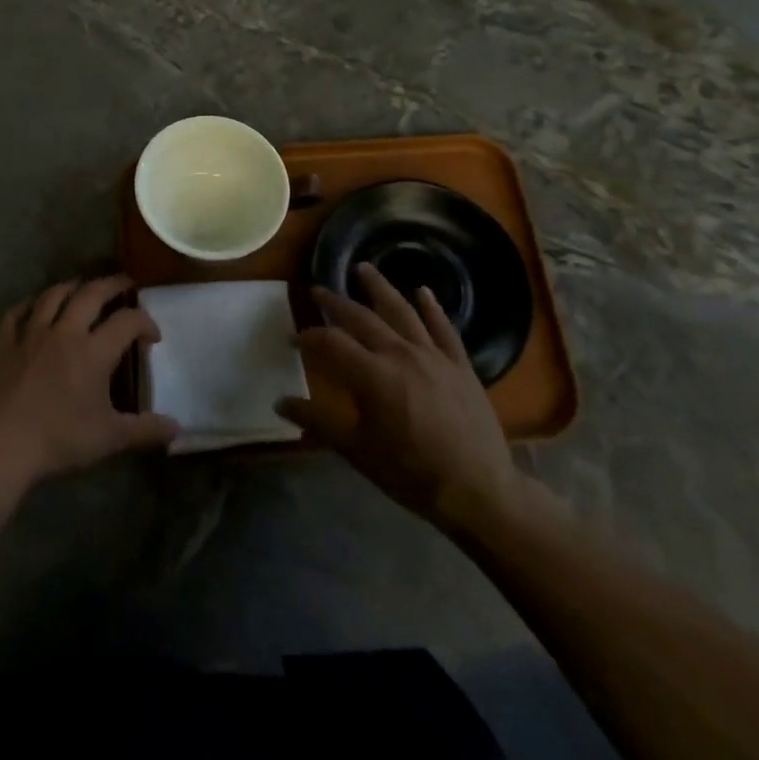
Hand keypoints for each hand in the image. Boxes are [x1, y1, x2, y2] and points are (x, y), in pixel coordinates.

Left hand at [0, 276, 178, 492]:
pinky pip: (15, 315)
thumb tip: (177, 428)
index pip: (127, 321)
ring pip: (53, 296)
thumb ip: (145, 430)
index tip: (153, 336)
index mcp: (94, 351)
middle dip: (112, 285)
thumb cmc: (60, 439)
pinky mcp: (6, 347)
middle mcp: (65, 333)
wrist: (2, 446)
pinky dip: (26, 305)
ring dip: (71, 286)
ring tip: (83, 286)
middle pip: (91, 294)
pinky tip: (33, 305)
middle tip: (125, 284)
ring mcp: (31, 336)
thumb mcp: (110, 438)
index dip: (145, 322)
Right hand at [277, 263, 527, 539]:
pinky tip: (423, 291)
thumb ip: (317, 420)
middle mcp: (400, 354)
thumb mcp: (356, 450)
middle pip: (361, 318)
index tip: (292, 339)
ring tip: (363, 268)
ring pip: (401, 311)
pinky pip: (444, 328)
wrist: (479, 491)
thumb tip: (279, 401)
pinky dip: (432, 307)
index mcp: (371, 374)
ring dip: (379, 287)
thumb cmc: (410, 473)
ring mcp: (433, 356)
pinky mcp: (460, 365)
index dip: (307, 337)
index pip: (330, 342)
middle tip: (317, 290)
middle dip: (335, 302)